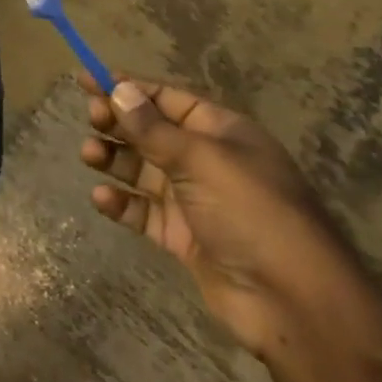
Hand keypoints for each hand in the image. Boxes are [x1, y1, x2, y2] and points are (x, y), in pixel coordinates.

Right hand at [80, 76, 369, 359]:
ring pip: (142, 169)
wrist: (294, 303)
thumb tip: (118, 89)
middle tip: (90, 119)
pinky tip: (102, 199)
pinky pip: (143, 210)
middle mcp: (207, 161)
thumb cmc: (252, 212)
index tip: (87, 79)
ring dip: (114, 158)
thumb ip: (153, 128)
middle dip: (118, 122)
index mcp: (221, 132)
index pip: (167, 98)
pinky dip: (122, 202)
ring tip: (89, 155)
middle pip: (151, 131)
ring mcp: (194, 200)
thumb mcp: (201, 160)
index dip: (128, 87)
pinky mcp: (183, 236)